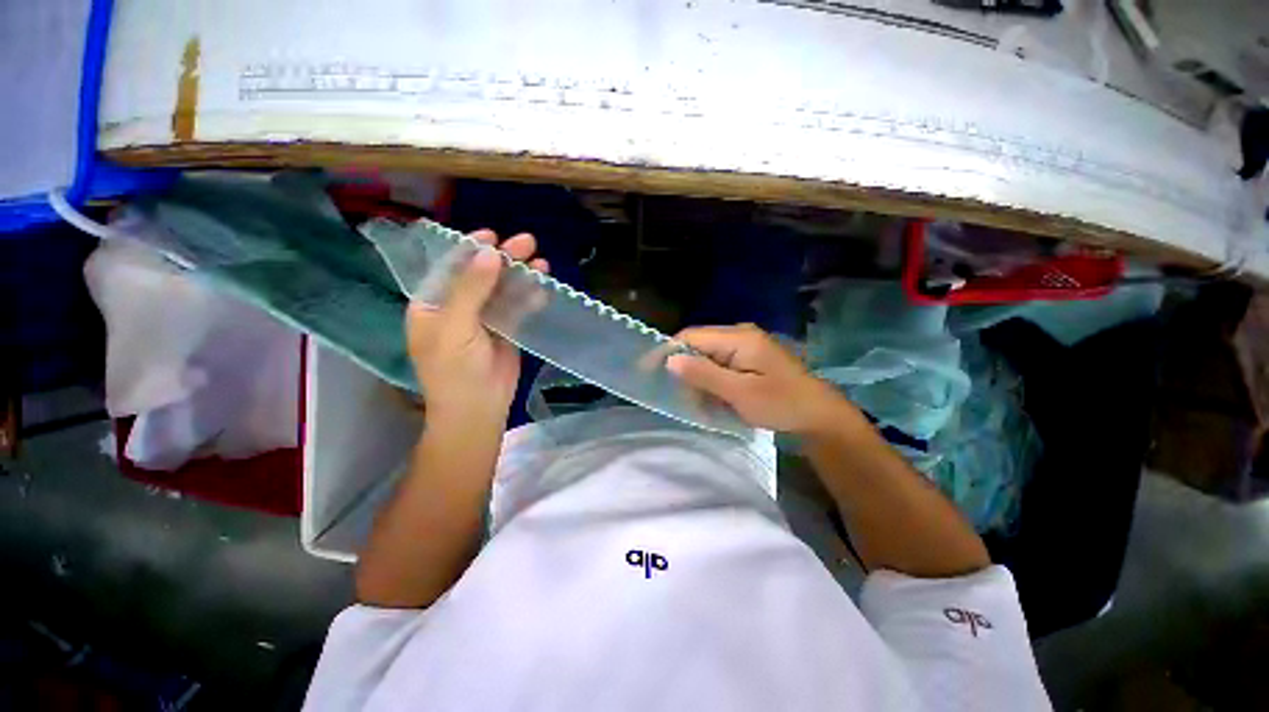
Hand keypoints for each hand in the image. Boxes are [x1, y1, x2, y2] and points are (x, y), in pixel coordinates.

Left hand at [406, 230, 547, 421]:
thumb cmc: (455, 370)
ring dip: (521, 276)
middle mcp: (457, 307)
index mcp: (432, 304)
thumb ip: (472, 289)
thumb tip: (490, 253)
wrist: (478, 408)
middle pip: (482, 275)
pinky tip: (543, 287)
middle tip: (527, 242)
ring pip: (503, 290)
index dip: (471, 250)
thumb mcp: (456, 327)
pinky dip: (529, 296)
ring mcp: (484, 319)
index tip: (492, 236)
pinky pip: (517, 307)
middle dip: (503, 258)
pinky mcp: (505, 330)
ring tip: (541, 262)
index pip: (451, 268)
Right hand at [666, 324, 851, 433]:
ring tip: (704, 407)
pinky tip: (717, 401)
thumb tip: (670, 359)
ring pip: (708, 358)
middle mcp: (740, 334)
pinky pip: (721, 366)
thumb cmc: (781, 404)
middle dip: (687, 372)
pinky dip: (713, 383)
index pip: (691, 336)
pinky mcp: (749, 358)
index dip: (667, 351)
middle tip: (686, 401)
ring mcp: (746, 346)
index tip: (647, 371)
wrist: (820, 416)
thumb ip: (703, 374)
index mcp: (739, 337)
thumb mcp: (739, 393)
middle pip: (698, 346)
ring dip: (700, 381)